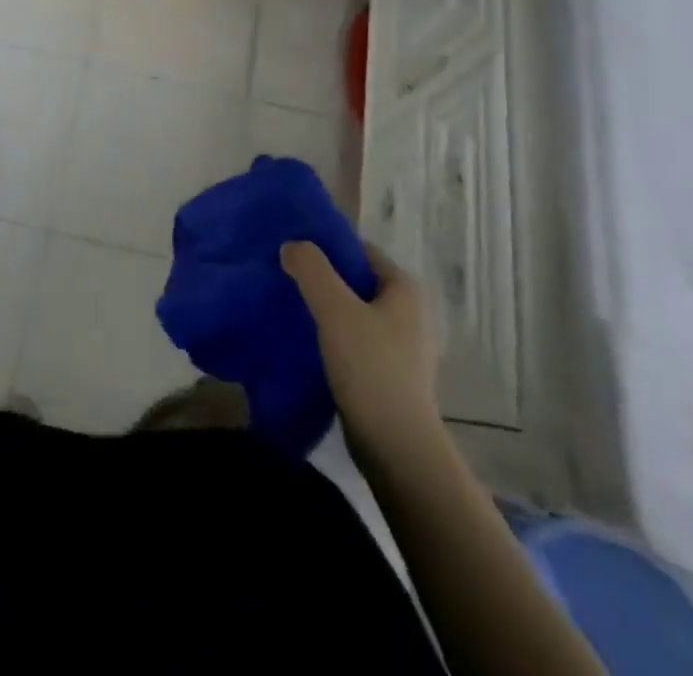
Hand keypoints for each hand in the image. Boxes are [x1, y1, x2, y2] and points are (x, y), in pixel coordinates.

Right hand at [282, 241, 440, 451]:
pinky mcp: (387, 373)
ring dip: (323, 307)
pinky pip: (353, 339)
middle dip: (320, 277)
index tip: (291, 250)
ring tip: (288, 306)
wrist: (396, 447)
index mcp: (404, 288)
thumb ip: (311, 269)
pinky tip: (304, 340)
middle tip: (283, 275)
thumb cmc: (370, 368)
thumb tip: (291, 245)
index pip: (359, 250)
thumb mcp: (335, 309)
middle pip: (354, 280)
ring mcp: (400, 345)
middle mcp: (408, 311)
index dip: (325, 246)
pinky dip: (330, 335)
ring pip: (352, 311)